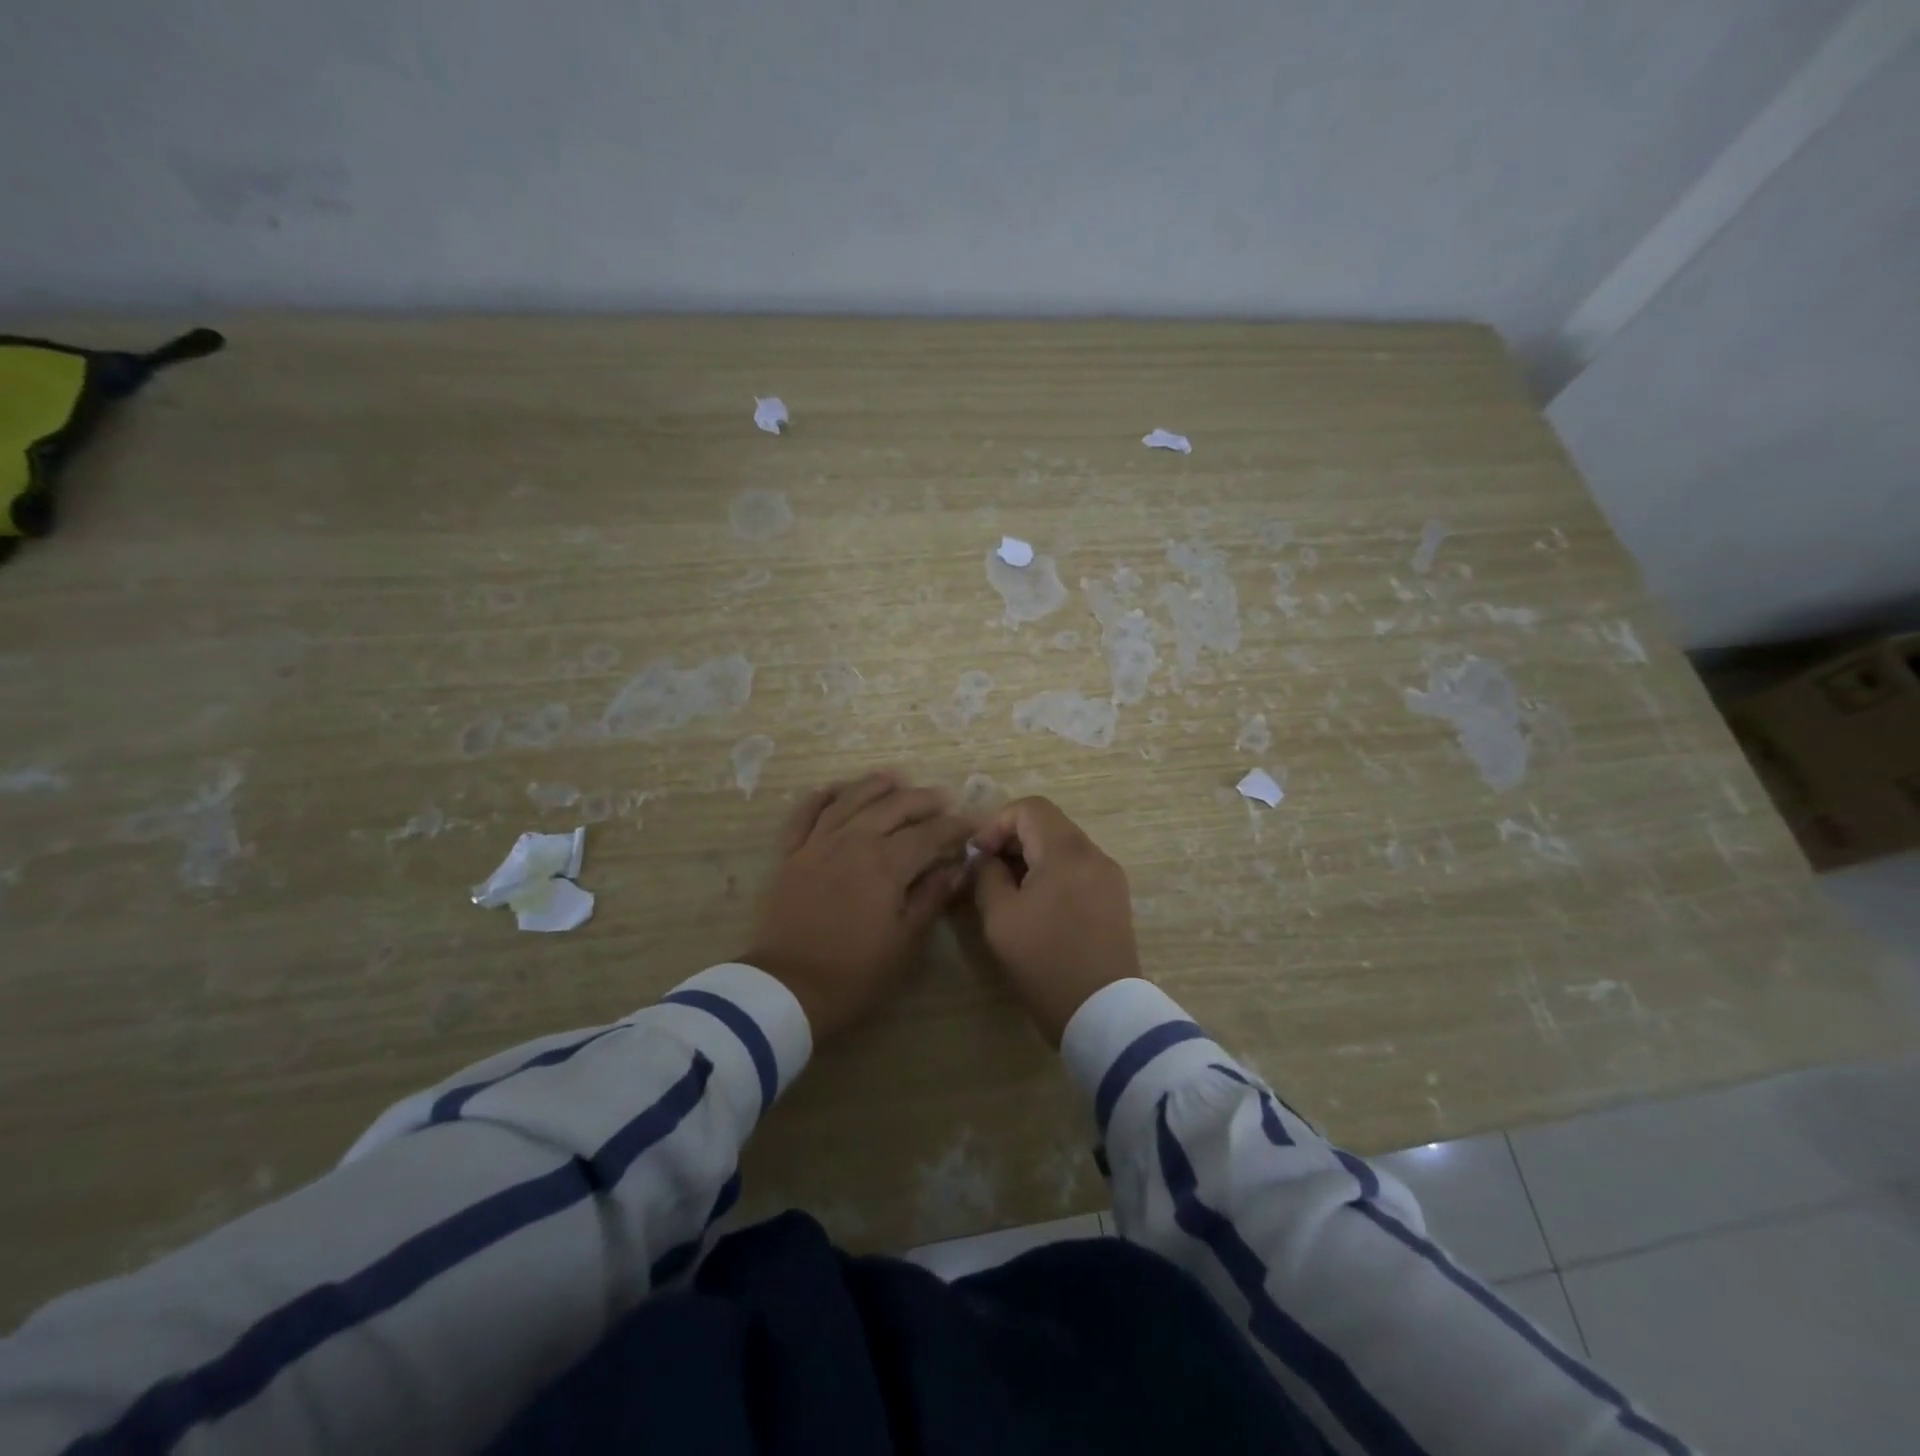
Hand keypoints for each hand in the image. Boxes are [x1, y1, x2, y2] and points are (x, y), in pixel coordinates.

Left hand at [744, 771, 976, 1041]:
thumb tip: (956, 868)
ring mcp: (817, 844)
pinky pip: (805, 815)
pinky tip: (835, 789)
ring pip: (850, 800)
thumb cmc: (854, 973)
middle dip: (922, 799)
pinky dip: (821, 797)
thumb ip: (931, 898)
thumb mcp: (904, 942)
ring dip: (875, 786)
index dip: (954, 826)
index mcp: (886, 863)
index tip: (972, 824)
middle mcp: (853, 841)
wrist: (786, 989)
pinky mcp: (790, 855)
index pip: (929, 834)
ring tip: (895, 779)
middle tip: (942, 798)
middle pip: (892, 807)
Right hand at [970, 797, 1139, 1045]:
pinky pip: (1078, 868)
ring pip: (1063, 846)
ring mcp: (1109, 876)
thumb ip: (987, 875)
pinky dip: (1053, 873)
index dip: (996, 824)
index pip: (1029, 808)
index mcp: (1066, 851)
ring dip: (1032, 857)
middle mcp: (1093, 853)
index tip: (978, 856)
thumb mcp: (1000, 917)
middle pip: (1048, 824)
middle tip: (988, 873)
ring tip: (1009, 891)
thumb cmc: (1045, 961)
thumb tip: (985, 857)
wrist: (1103, 1012)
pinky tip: (1037, 905)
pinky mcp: (1115, 898)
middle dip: (1012, 840)